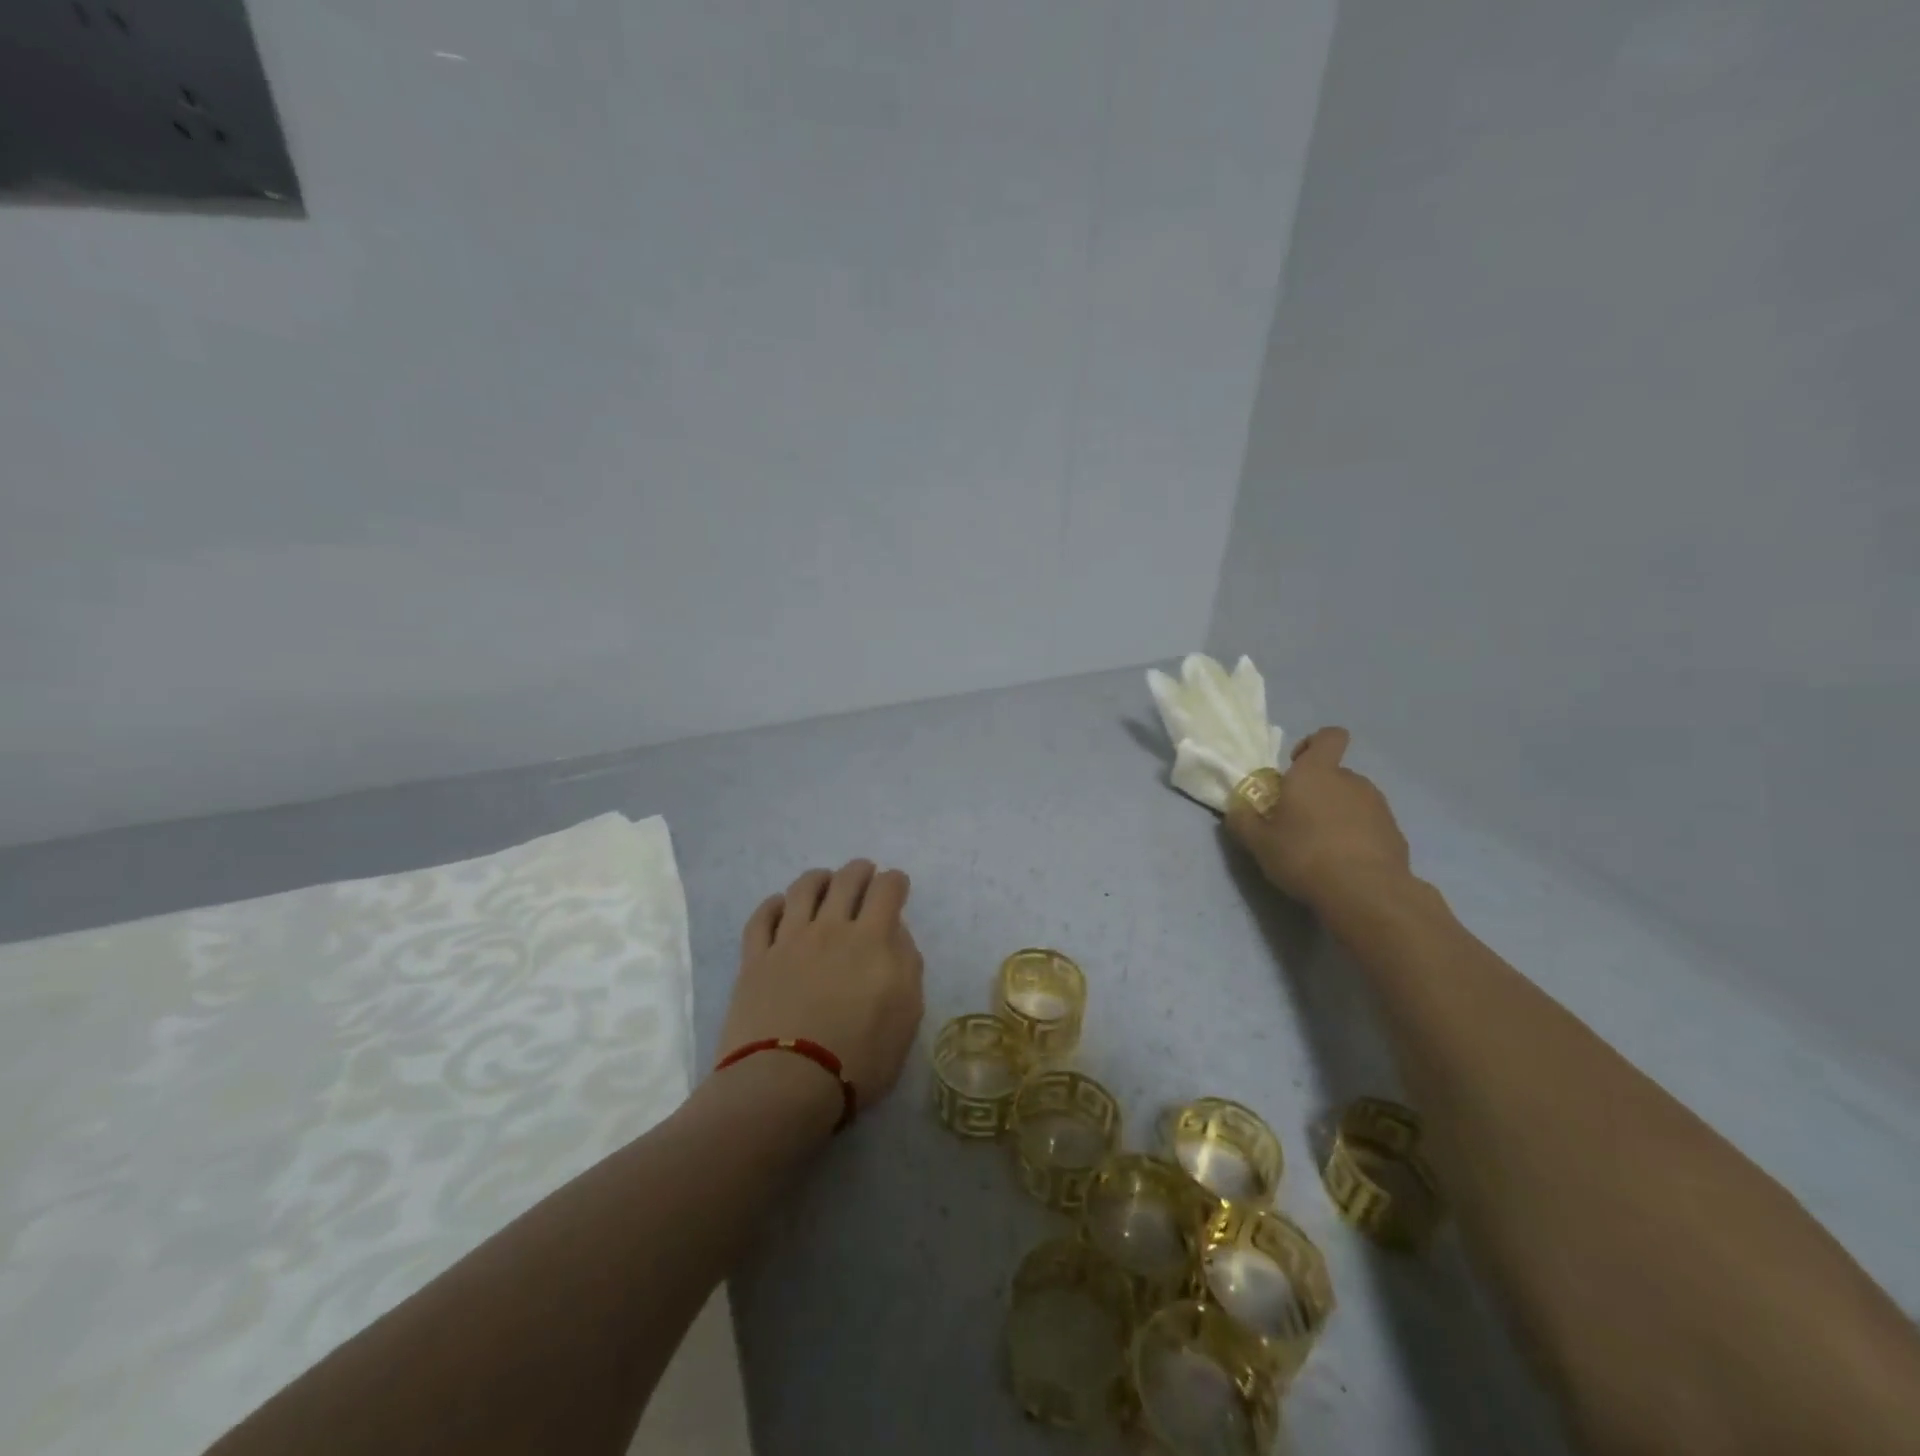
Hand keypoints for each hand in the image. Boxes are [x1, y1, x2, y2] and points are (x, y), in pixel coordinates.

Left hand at [717, 860, 925, 1113]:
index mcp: (873, 940)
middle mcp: (831, 928)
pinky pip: (762, 917)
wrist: (786, 1084)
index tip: (897, 885)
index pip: (887, 890)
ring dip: (819, 878)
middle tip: (865, 874)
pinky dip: (774, 904)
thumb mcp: (906, 1017)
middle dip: (860, 871)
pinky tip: (780, 905)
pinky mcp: (755, 958)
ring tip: (824, 881)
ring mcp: (789, 940)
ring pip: (803, 889)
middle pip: (846, 880)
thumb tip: (896, 935)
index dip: (895, 881)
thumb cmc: (859, 1059)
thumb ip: (907, 967)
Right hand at [1224, 727, 1414, 913]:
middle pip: (1334, 773)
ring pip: (1352, 799)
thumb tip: (1236, 808)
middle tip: (1297, 819)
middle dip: (1317, 790)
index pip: (1329, 736)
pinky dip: (1356, 835)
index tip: (1296, 765)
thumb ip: (1243, 821)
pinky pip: (1369, 824)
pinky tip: (1344, 862)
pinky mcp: (1394, 832)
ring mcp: (1378, 806)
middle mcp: (1351, 780)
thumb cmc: (1304, 856)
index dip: (1313, 744)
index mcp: (1316, 773)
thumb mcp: (1259, 843)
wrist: (1366, 893)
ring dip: (1337, 813)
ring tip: (1321, 845)